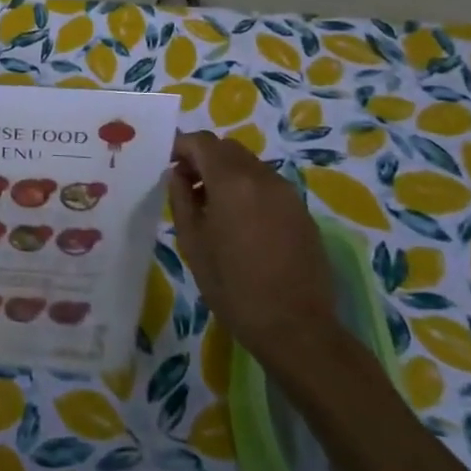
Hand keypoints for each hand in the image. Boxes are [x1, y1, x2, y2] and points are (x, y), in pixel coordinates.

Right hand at [167, 130, 337, 359]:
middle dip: (204, 157)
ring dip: (226, 172)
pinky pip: (267, 185)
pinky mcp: (302, 212)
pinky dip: (247, 189)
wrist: (296, 328)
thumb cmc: (233, 286)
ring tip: (211, 205)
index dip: (181, 146)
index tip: (168, 164)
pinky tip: (240, 222)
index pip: (202, 142)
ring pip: (249, 165)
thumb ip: (181, 199)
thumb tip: (178, 175)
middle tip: (186, 184)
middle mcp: (263, 177)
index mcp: (232, 181)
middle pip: (227, 148)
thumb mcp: (193, 242)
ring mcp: (287, 193)